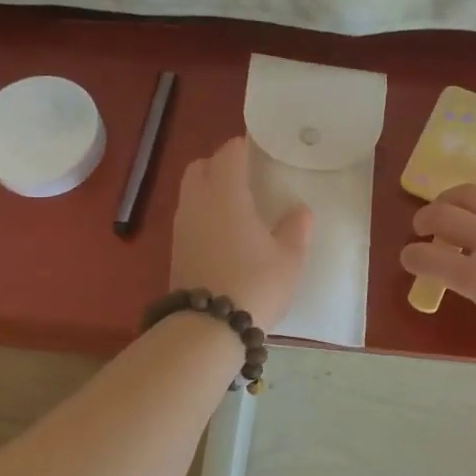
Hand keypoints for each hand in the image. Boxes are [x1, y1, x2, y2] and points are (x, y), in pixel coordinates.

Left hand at [170, 136, 313, 331]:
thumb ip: (295, 228)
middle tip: (247, 177)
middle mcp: (198, 202)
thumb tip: (299, 210)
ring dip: (210, 190)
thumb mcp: (289, 258)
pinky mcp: (176, 250)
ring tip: (238, 206)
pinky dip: (204, 214)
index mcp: (226, 193)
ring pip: (191, 192)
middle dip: (221, 164)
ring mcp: (182, 227)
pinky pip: (189, 217)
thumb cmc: (255, 284)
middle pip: (201, 166)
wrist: (208, 328)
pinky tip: (225, 233)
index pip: (230, 153)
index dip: (245, 146)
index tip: (261, 150)